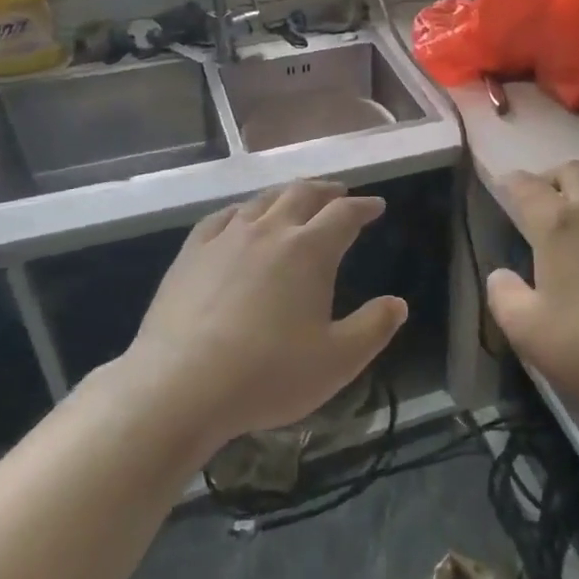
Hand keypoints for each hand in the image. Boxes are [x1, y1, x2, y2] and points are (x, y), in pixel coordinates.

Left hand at [127, 181, 407, 449]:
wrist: (180, 386)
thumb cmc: (269, 374)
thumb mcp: (338, 360)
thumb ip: (374, 328)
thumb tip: (398, 303)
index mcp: (310, 251)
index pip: (344, 215)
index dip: (364, 207)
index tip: (376, 206)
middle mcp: (270, 231)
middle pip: (302, 195)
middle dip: (327, 191)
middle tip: (340, 193)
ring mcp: (226, 239)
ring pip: (262, 201)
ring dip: (286, 195)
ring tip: (296, 199)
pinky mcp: (191, 254)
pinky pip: (222, 217)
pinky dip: (242, 211)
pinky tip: (241, 217)